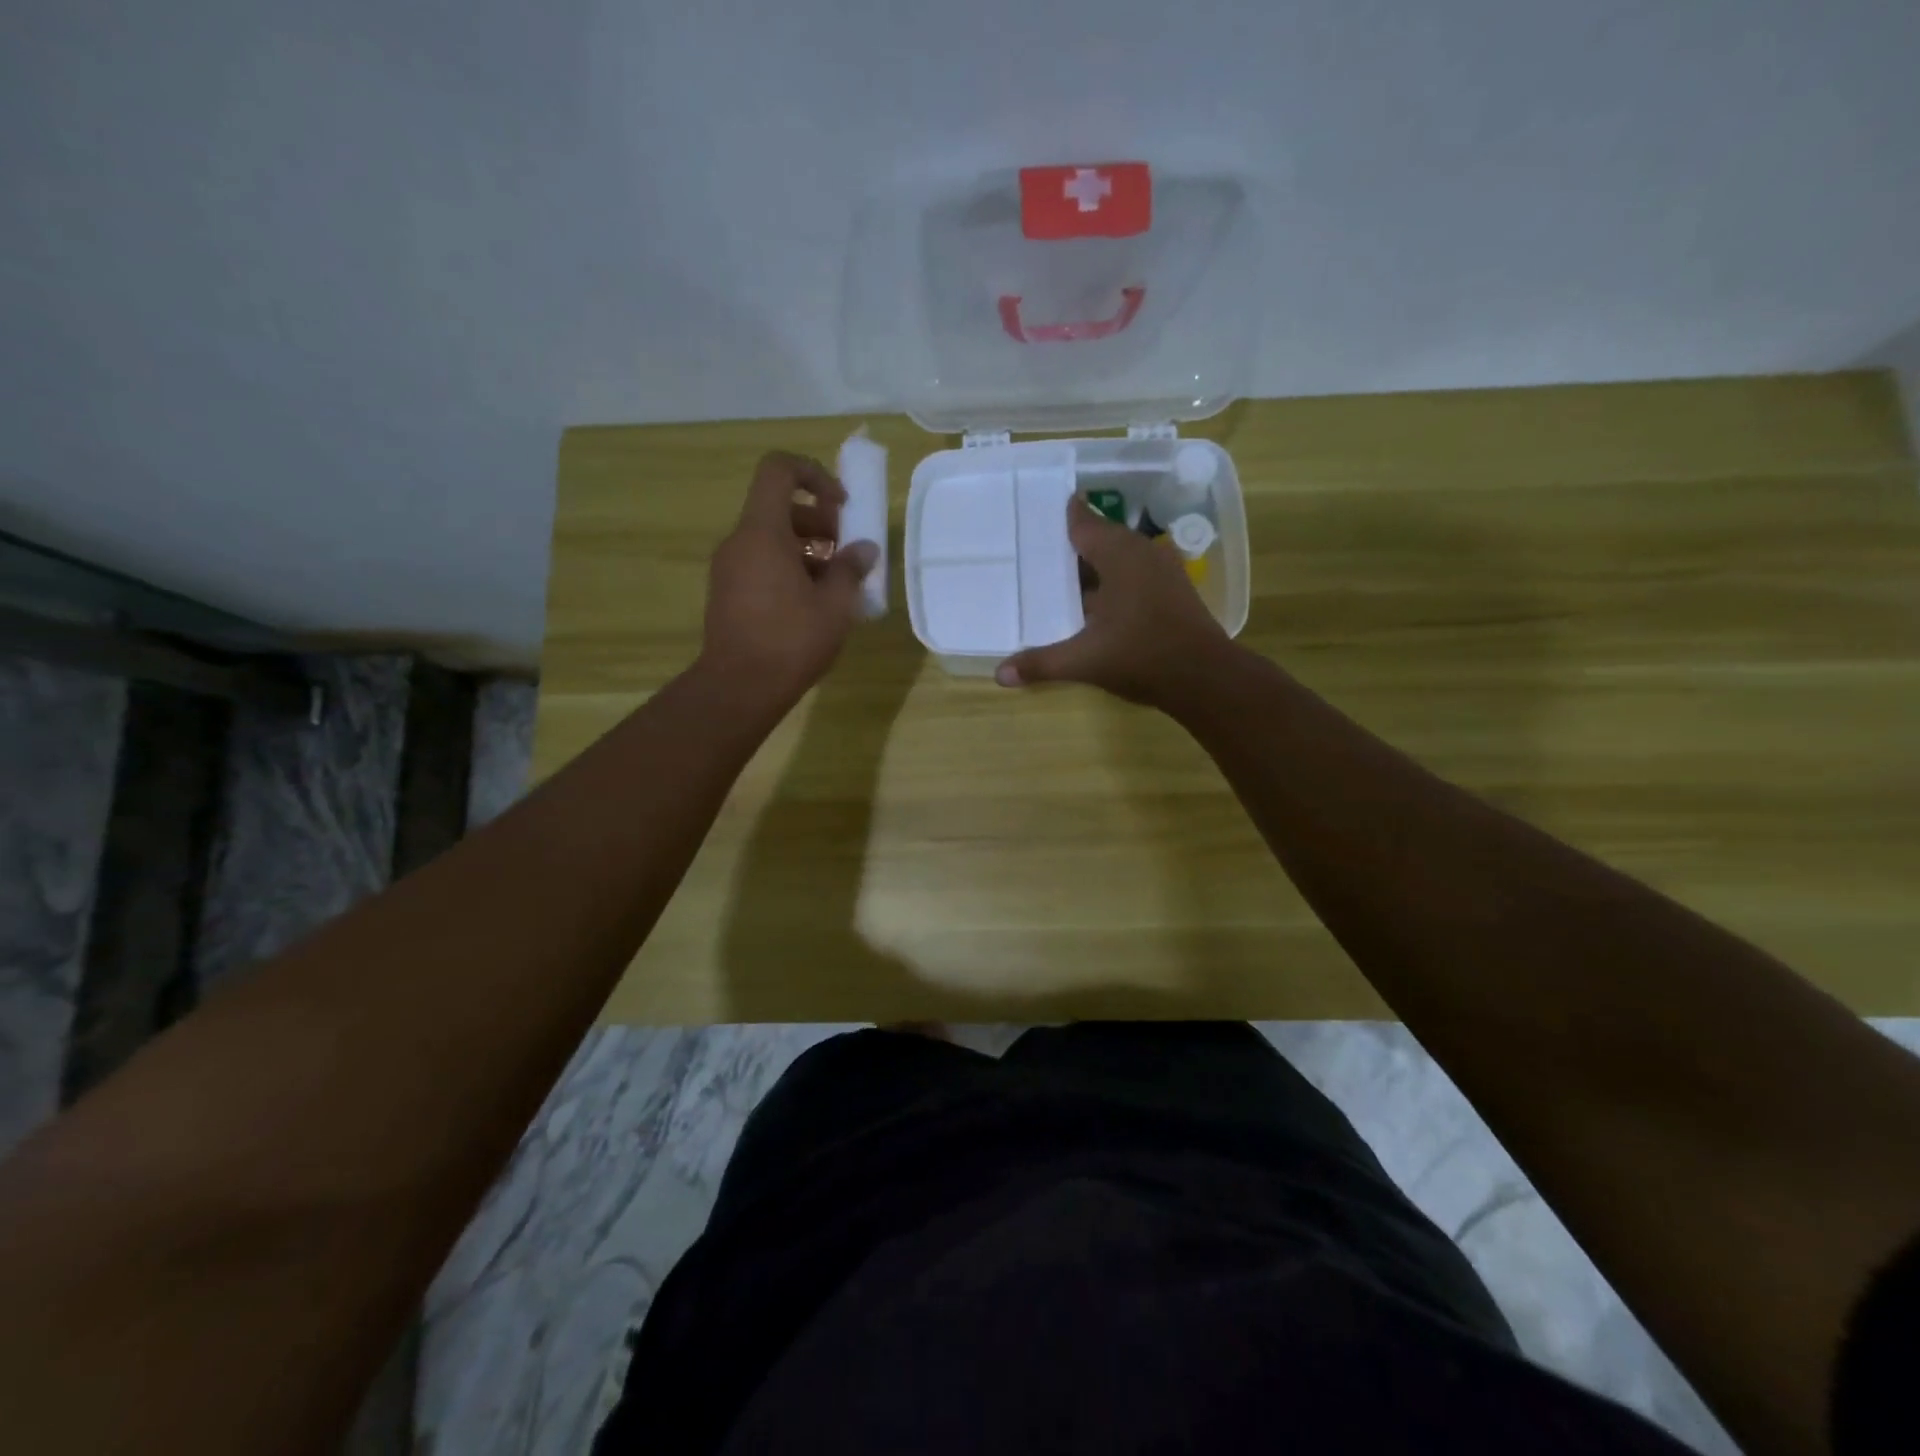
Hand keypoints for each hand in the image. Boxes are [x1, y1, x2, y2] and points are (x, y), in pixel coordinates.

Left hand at [700, 452, 878, 704]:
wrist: (739, 688)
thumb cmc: (790, 640)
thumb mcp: (834, 605)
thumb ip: (850, 569)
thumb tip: (864, 550)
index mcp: (762, 532)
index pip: (778, 470)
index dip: (813, 474)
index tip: (841, 505)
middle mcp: (739, 541)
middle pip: (778, 507)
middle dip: (818, 520)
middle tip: (846, 551)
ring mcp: (729, 568)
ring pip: (771, 538)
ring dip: (807, 548)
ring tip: (837, 582)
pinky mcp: (728, 592)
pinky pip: (761, 563)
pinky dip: (789, 568)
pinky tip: (814, 602)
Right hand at [995, 496, 1232, 707]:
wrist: (1205, 678)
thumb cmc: (1142, 657)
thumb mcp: (1085, 660)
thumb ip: (1041, 663)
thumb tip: (999, 674)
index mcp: (1119, 555)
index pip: (1084, 523)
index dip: (1063, 516)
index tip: (1038, 511)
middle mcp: (1142, 554)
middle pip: (1101, 539)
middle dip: (1072, 545)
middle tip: (1039, 549)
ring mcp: (1162, 571)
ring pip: (1119, 558)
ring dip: (1093, 566)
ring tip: (1061, 576)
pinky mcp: (1173, 591)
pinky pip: (1134, 574)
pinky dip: (1112, 581)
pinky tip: (1094, 602)